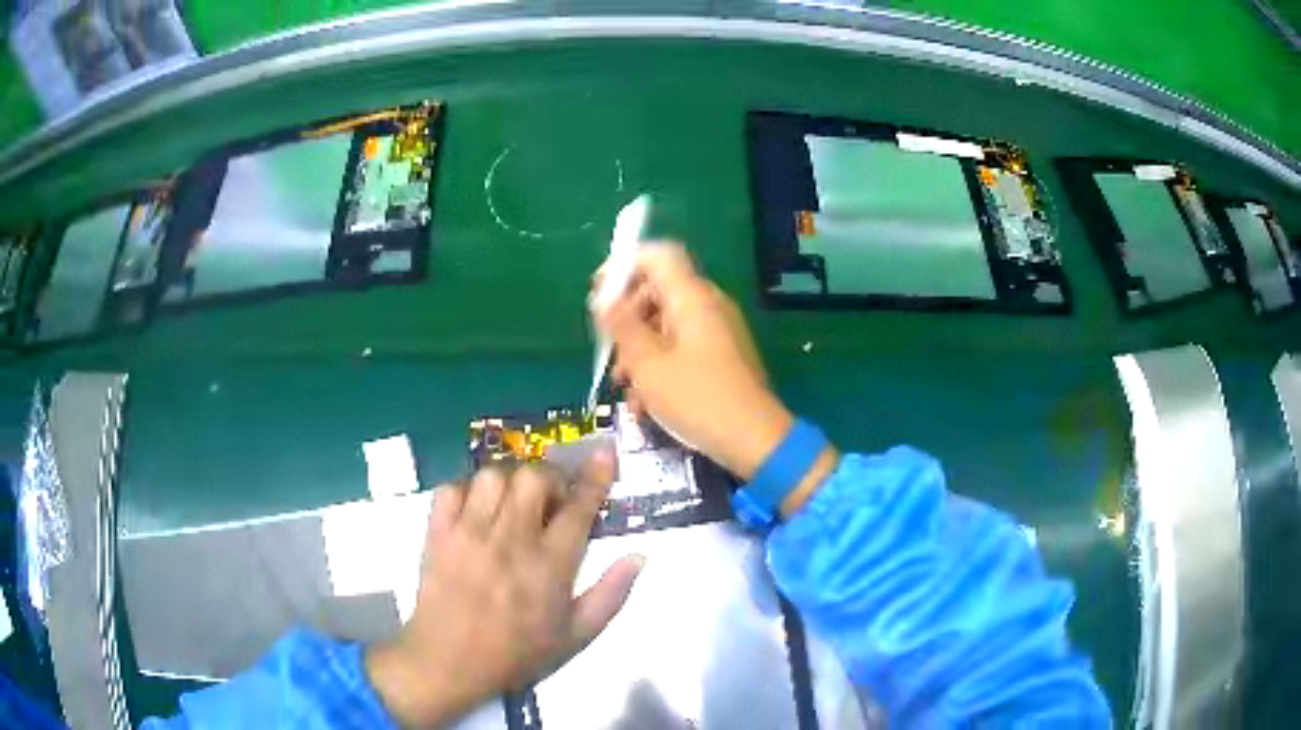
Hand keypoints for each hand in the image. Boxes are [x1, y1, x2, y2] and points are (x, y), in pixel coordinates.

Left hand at [366, 454, 642, 726]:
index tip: (604, 453)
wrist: (449, 663)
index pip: (578, 507)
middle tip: (549, 501)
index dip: (595, 476)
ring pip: (492, 476)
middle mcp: (510, 540)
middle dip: (548, 479)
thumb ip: (611, 595)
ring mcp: (469, 533)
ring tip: (511, 504)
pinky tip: (475, 511)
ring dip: (508, 483)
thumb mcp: (577, 636)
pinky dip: (466, 491)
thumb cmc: (518, 654)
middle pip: (533, 477)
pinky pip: (451, 488)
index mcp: (550, 565)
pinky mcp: (438, 533)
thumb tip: (639, 556)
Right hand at [596, 244, 789, 478]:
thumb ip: (622, 325)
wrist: (753, 439)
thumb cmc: (696, 398)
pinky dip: (660, 365)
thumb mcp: (647, 363)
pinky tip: (646, 402)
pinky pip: (681, 346)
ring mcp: (717, 331)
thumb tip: (602, 297)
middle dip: (627, 319)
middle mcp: (707, 305)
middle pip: (657, 291)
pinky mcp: (721, 356)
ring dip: (639, 350)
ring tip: (625, 387)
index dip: (623, 266)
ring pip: (665, 324)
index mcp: (691, 297)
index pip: (656, 255)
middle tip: (609, 353)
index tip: (599, 296)